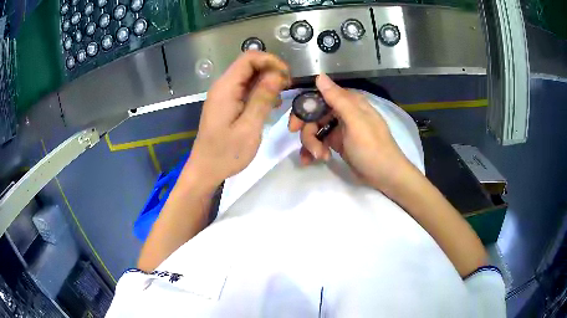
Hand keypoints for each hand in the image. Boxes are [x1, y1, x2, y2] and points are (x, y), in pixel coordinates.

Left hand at [184, 51, 290, 189]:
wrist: (206, 169)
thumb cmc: (226, 154)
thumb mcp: (249, 128)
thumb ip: (262, 99)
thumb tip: (277, 75)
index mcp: (226, 88)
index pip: (249, 58)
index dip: (271, 61)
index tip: (287, 77)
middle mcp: (223, 86)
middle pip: (249, 65)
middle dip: (271, 71)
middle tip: (287, 88)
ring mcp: (224, 95)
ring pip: (248, 77)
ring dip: (267, 82)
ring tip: (280, 99)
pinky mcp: (226, 103)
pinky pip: (245, 89)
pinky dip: (259, 92)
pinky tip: (269, 105)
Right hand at [289, 74, 412, 191]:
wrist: (385, 176)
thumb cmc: (372, 148)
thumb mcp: (355, 122)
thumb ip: (337, 99)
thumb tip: (319, 75)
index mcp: (349, 102)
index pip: (318, 98)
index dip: (303, 110)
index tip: (294, 126)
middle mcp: (342, 112)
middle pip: (313, 116)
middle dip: (308, 133)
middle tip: (310, 149)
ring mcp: (340, 128)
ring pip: (315, 130)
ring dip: (312, 144)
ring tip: (319, 158)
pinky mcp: (338, 143)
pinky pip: (320, 142)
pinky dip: (314, 150)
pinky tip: (312, 160)